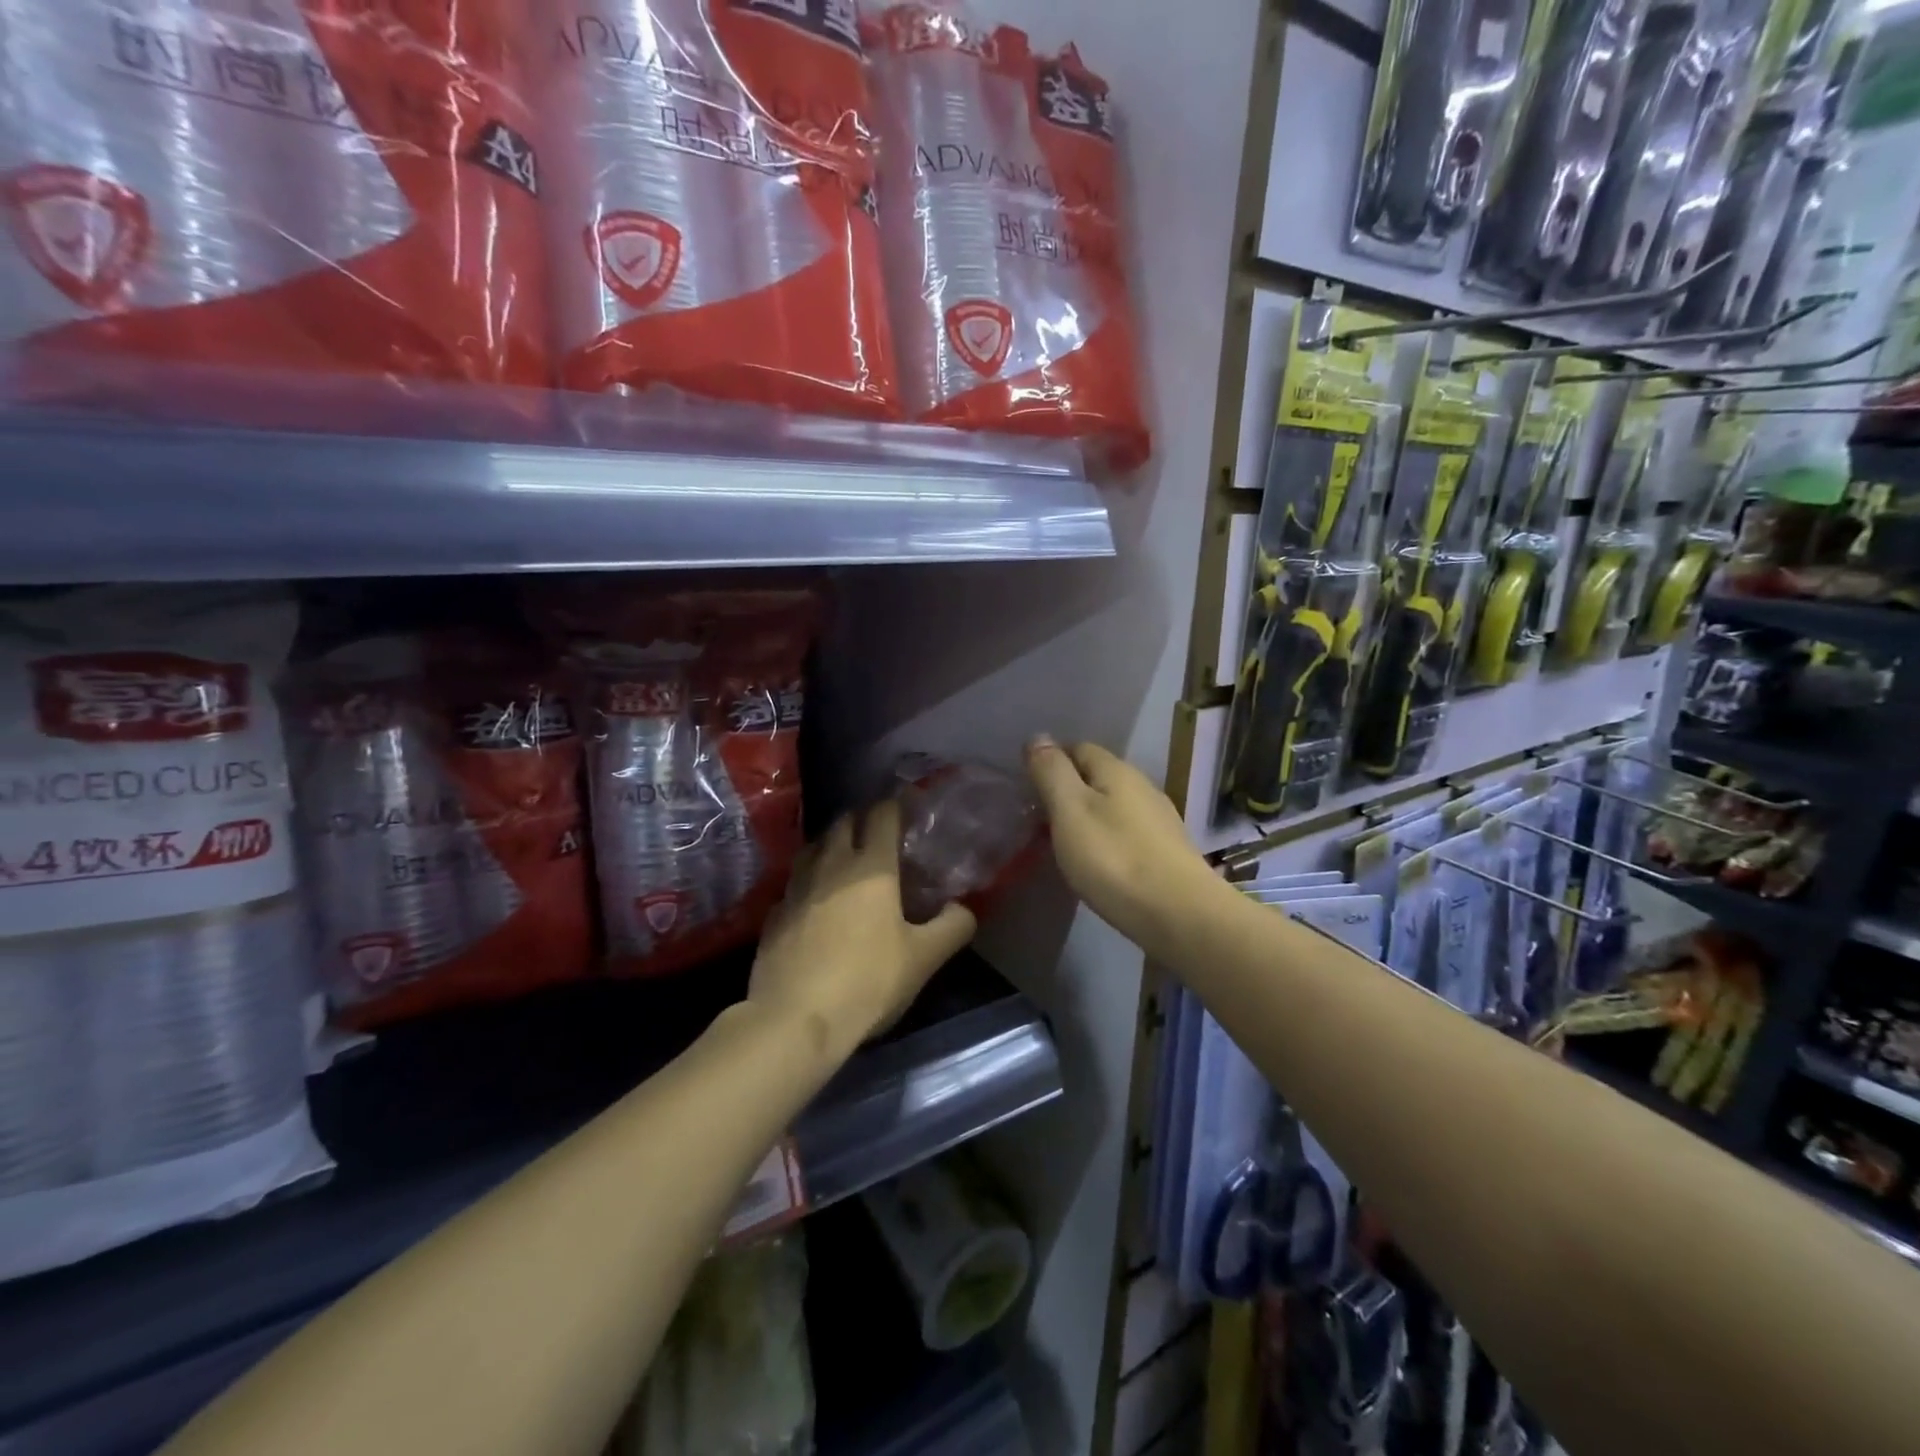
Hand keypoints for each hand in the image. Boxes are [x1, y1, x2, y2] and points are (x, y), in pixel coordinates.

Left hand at [749, 799, 976, 1059]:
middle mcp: (830, 865)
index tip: (906, 807)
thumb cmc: (867, 981)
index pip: (882, 816)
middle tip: (879, 833)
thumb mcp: (923, 958)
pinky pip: (794, 884)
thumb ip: (951, 927)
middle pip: (843, 823)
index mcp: (871, 867)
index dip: (895, 806)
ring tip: (845, 858)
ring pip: (813, 848)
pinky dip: (808, 881)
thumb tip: (964, 909)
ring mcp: (796, 888)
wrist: (795, 1019)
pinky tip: (814, 901)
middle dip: (861, 820)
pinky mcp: (774, 914)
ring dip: (831, 845)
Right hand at [1025, 736, 1222, 958]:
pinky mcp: (1168, 851)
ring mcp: (1159, 820)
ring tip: (1065, 841)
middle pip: (1098, 776)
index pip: (1079, 747)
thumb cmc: (1115, 859)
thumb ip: (1052, 772)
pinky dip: (1108, 837)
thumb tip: (1038, 737)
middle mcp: (1143, 787)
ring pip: (1114, 805)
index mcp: (1117, 771)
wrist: (1181, 915)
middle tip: (1040, 817)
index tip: (1028, 786)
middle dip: (1069, 789)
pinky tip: (1099, 861)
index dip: (1052, 760)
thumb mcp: (1070, 811)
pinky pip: (1128, 831)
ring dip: (1089, 815)